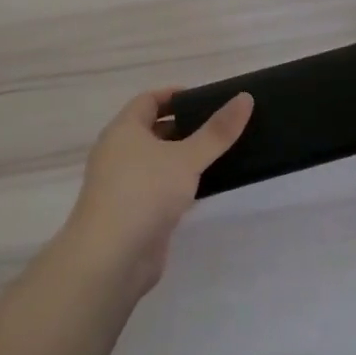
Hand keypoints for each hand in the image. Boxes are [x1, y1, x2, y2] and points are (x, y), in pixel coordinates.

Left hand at [60, 88, 252, 295]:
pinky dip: (179, 185)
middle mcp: (118, 153)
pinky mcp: (133, 213)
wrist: (111, 259)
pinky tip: (205, 189)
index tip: (206, 99)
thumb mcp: (186, 158)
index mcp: (123, 130)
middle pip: (153, 130)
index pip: (148, 100)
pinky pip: (159, 189)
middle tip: (220, 127)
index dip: (175, 96)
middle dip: (184, 127)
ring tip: (220, 155)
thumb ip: (217, 131)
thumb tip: (245, 97)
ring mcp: (123, 185)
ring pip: (157, 162)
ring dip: (183, 158)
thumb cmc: (144, 193)